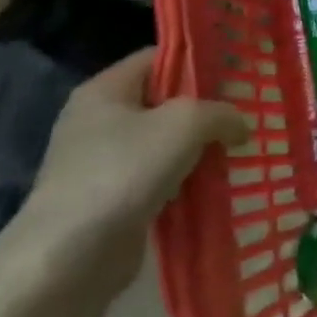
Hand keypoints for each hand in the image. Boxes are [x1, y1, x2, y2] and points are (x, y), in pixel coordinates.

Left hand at [7, 48, 245, 293]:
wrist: (68, 259)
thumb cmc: (123, 171)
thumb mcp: (185, 123)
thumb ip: (221, 113)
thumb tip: (240, 126)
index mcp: (105, 90)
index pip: (159, 57)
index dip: (198, 60)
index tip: (238, 73)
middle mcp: (99, 120)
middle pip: (164, 100)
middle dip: (206, 108)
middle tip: (248, 113)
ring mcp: (102, 162)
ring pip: (165, 143)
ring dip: (200, 148)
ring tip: (240, 149)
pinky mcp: (112, 200)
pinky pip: (159, 178)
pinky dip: (186, 180)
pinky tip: (216, 184)